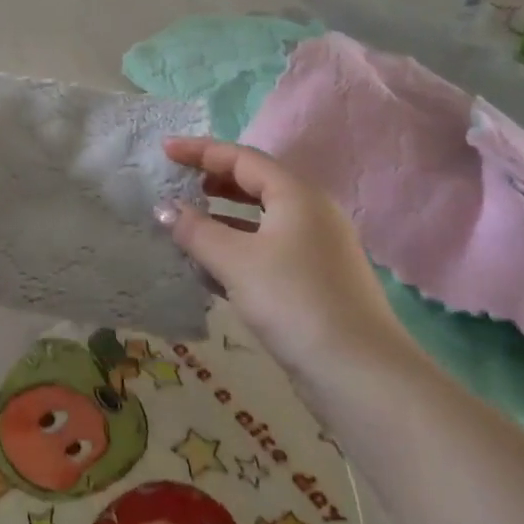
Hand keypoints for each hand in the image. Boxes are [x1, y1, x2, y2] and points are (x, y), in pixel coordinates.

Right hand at [159, 138, 410, 372]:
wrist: (359, 373)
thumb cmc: (293, 300)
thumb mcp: (235, 261)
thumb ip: (195, 230)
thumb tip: (164, 209)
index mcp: (296, 194)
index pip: (242, 158)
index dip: (201, 151)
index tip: (165, 150)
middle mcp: (312, 213)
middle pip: (256, 184)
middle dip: (214, 181)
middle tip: (179, 184)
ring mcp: (318, 248)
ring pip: (262, 220)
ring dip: (223, 219)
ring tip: (188, 227)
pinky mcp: (316, 281)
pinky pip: (269, 249)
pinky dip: (239, 249)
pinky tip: (211, 270)